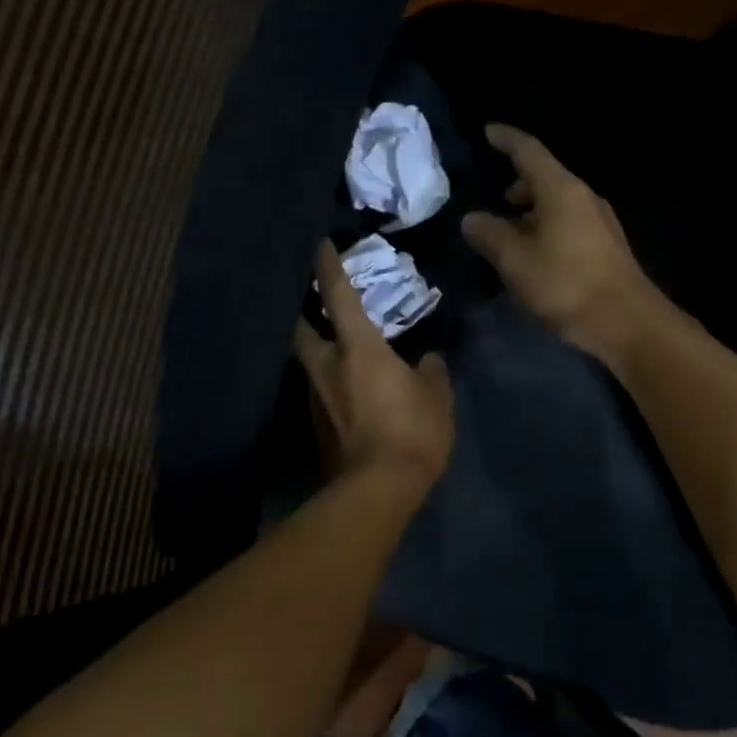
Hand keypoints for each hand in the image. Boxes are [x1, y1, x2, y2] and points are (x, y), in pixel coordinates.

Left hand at [294, 240, 454, 490]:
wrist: (376, 490)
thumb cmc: (411, 432)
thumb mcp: (436, 397)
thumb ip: (430, 372)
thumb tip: (427, 360)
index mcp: (358, 349)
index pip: (337, 296)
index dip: (328, 267)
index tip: (318, 245)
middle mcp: (326, 367)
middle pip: (301, 329)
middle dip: (301, 311)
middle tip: (310, 302)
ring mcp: (315, 398)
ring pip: (308, 363)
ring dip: (316, 351)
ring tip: (334, 349)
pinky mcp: (315, 427)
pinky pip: (319, 393)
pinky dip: (328, 384)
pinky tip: (344, 392)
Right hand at [461, 123, 667, 366]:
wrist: (626, 322)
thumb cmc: (566, 284)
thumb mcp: (516, 261)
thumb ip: (490, 235)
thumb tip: (472, 219)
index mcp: (561, 190)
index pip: (529, 151)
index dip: (506, 139)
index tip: (488, 132)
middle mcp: (584, 197)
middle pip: (546, 178)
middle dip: (519, 184)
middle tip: (497, 201)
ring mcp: (600, 222)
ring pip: (558, 203)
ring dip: (532, 211)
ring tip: (512, 233)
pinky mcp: (606, 246)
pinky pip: (569, 223)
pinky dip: (547, 228)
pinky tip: (536, 255)